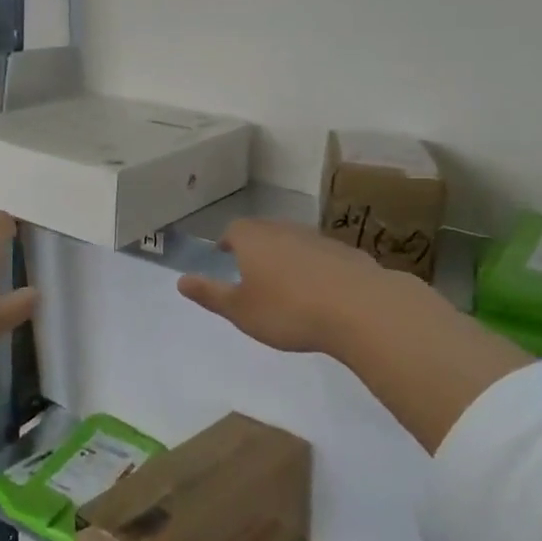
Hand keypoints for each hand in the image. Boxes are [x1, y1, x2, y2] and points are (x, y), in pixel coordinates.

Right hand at [177, 219, 392, 356]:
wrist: (360, 308)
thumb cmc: (288, 310)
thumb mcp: (240, 310)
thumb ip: (210, 294)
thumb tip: (181, 280)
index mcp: (254, 240)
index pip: (234, 230)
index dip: (228, 241)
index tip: (225, 255)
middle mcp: (285, 230)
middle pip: (265, 232)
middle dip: (256, 248)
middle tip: (253, 271)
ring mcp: (319, 239)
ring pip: (295, 242)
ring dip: (288, 257)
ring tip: (287, 285)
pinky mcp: (348, 253)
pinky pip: (323, 257)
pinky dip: (317, 269)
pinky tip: (322, 293)